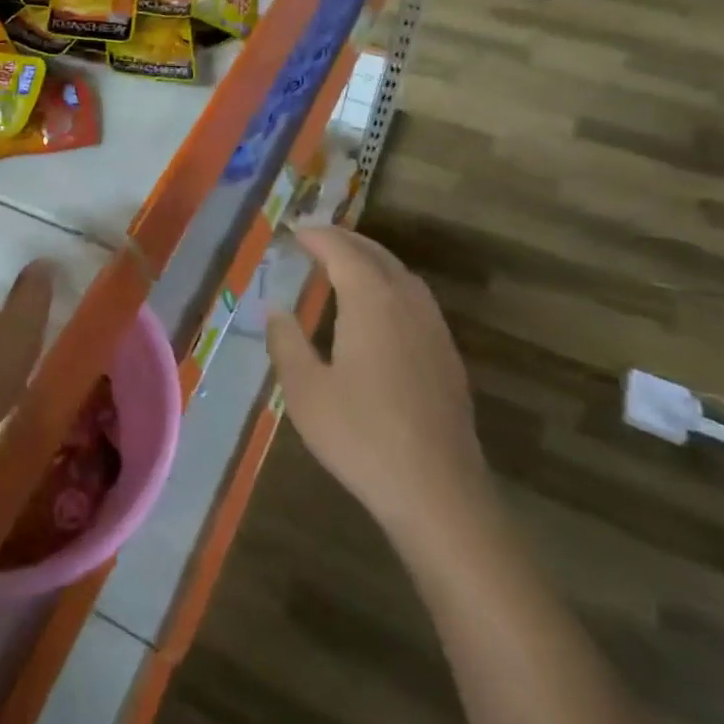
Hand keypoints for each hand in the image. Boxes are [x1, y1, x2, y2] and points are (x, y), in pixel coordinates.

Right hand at [266, 226, 488, 549]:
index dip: (317, 237)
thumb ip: (287, 342)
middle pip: (377, 256)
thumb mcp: (305, 390)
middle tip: (315, 239)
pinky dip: (390, 285)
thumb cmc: (360, 436)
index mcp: (372, 303)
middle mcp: (408, 304)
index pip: (343, 252)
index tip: (294, 232)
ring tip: (344, 265)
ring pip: (402, 276)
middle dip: (345, 242)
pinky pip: (416, 300)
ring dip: (371, 260)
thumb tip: (276, 309)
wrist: (436, 491)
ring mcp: (434, 330)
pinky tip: (379, 309)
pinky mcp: (447, 356)